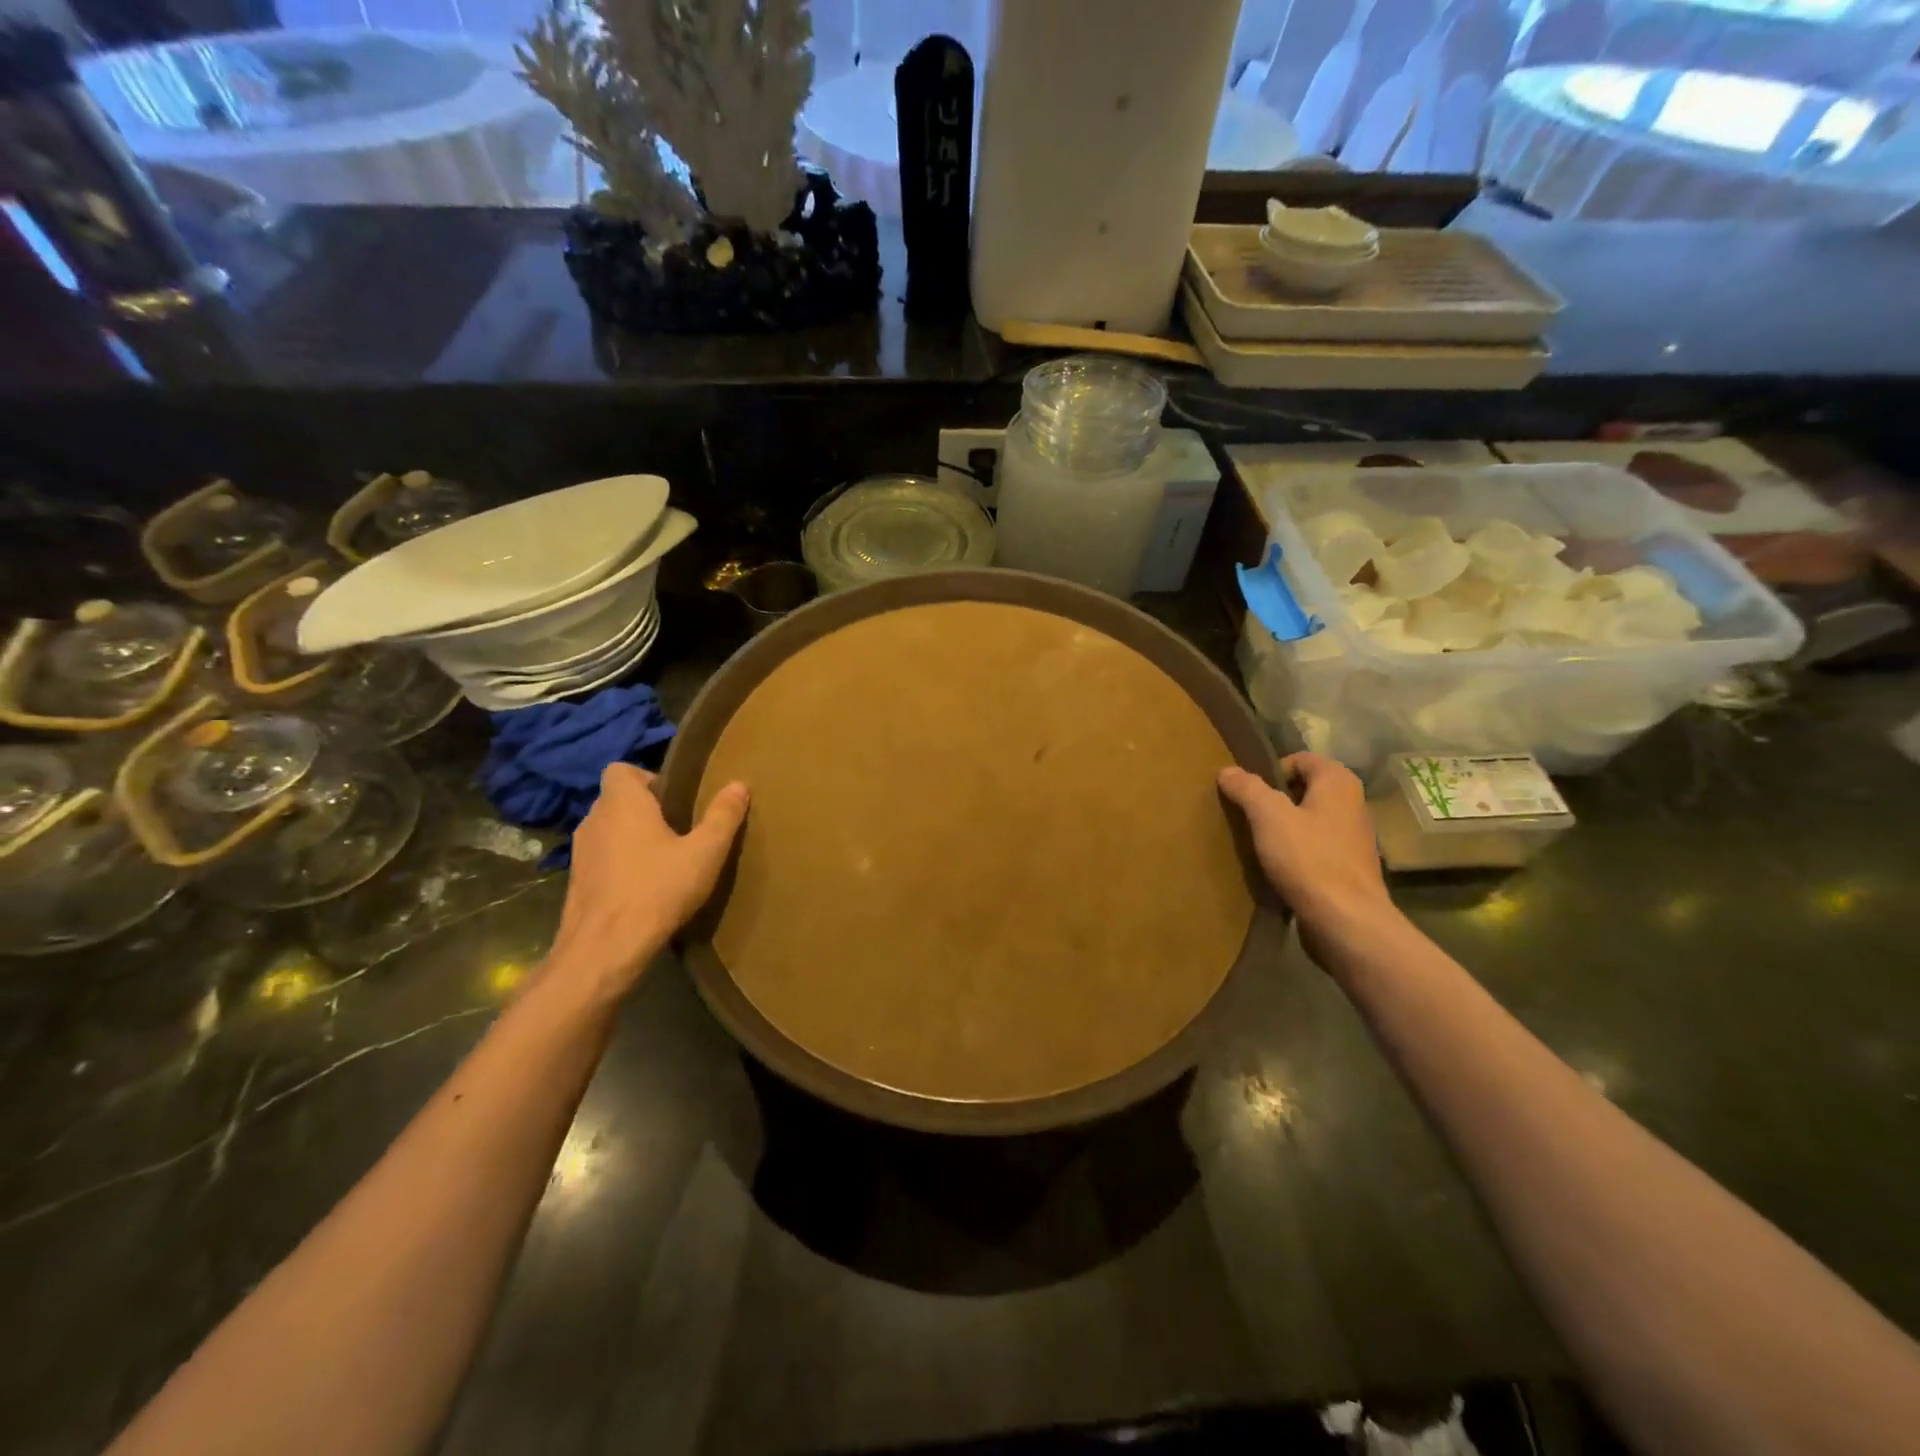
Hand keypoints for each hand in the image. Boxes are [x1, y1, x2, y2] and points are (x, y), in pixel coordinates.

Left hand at [548, 764, 748, 995]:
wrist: (604, 949)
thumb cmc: (657, 889)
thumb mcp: (705, 852)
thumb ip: (723, 816)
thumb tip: (739, 784)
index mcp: (622, 802)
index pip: (621, 769)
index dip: (647, 777)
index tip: (676, 799)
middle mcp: (594, 819)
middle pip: (618, 799)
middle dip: (646, 809)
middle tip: (680, 828)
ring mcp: (580, 852)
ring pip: (609, 830)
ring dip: (632, 837)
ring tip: (665, 859)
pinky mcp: (576, 882)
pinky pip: (602, 858)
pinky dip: (621, 863)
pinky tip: (646, 886)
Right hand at [1218, 753, 1392, 941]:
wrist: (1346, 921)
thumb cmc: (1308, 858)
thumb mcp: (1268, 816)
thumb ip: (1247, 789)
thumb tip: (1228, 770)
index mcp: (1338, 782)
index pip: (1300, 759)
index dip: (1270, 771)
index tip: (1248, 795)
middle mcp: (1353, 803)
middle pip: (1304, 790)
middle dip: (1274, 801)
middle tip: (1248, 817)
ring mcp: (1354, 838)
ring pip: (1310, 820)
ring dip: (1284, 828)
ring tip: (1259, 844)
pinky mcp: (1349, 867)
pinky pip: (1316, 848)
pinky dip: (1297, 852)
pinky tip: (1278, 868)